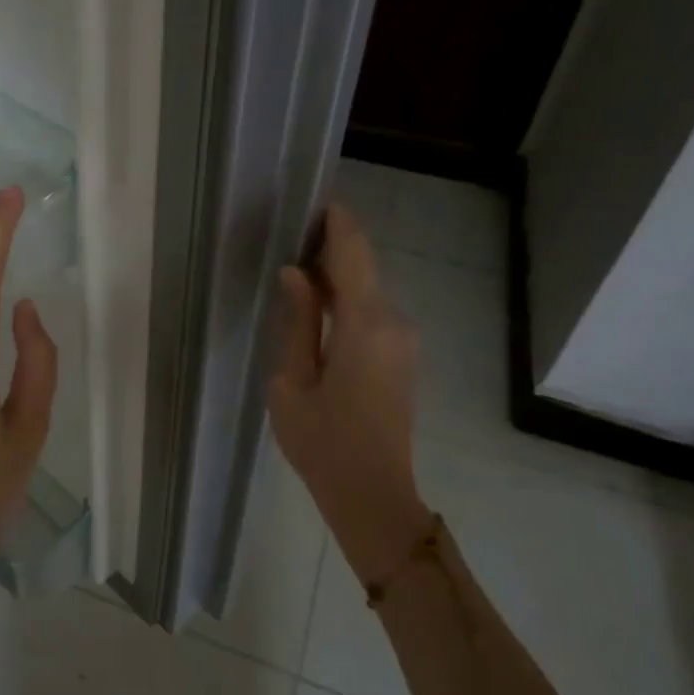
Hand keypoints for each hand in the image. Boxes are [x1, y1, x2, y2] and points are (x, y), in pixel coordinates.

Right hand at [269, 202, 430, 584]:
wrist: (373, 496)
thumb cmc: (322, 442)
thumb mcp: (292, 381)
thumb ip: (297, 321)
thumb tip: (296, 273)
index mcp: (364, 324)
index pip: (353, 253)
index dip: (336, 222)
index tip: (314, 199)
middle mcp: (393, 322)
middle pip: (363, 267)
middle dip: (331, 247)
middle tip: (290, 234)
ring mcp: (403, 340)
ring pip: (368, 289)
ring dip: (338, 274)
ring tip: (296, 266)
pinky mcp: (401, 356)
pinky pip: (373, 312)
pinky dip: (347, 298)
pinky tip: (316, 304)